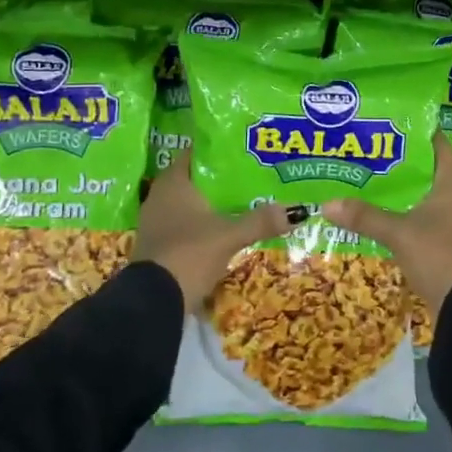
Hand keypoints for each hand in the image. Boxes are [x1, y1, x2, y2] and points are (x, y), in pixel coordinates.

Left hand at [136, 150, 291, 314]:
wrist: (154, 301)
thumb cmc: (189, 253)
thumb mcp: (229, 236)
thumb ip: (260, 221)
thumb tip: (297, 211)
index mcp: (173, 182)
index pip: (197, 154)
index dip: (220, 151)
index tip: (245, 150)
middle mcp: (160, 196)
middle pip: (196, 180)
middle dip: (222, 179)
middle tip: (253, 176)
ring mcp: (156, 222)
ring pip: (191, 204)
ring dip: (213, 204)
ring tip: (244, 202)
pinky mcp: (158, 244)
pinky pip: (185, 224)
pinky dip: (203, 224)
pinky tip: (224, 230)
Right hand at [323, 133, 451, 320]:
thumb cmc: (440, 255)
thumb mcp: (399, 233)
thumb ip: (365, 216)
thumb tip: (326, 203)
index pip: (435, 141)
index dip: (411, 130)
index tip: (383, 122)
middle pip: (425, 166)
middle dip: (397, 159)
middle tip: (365, 148)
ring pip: (423, 191)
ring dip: (400, 186)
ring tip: (366, 176)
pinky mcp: (448, 237)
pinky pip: (423, 213)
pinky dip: (404, 208)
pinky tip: (379, 210)